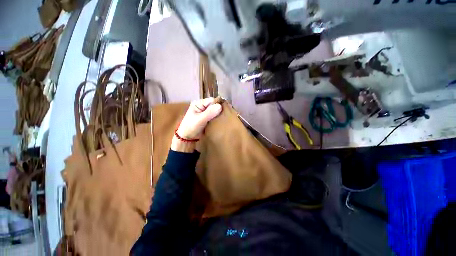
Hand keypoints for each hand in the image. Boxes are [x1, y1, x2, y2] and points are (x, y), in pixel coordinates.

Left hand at [172, 98, 221, 151]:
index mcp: (199, 103)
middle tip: (223, 117)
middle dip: (219, 110)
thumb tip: (220, 106)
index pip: (212, 100)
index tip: (222, 112)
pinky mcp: (208, 118)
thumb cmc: (191, 127)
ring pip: (216, 110)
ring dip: (219, 115)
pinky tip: (219, 121)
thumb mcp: (200, 119)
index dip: (217, 105)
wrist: (188, 138)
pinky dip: (217, 118)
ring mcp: (205, 112)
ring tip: (222, 119)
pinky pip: (215, 116)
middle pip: (214, 105)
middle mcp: (203, 106)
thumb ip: (210, 112)